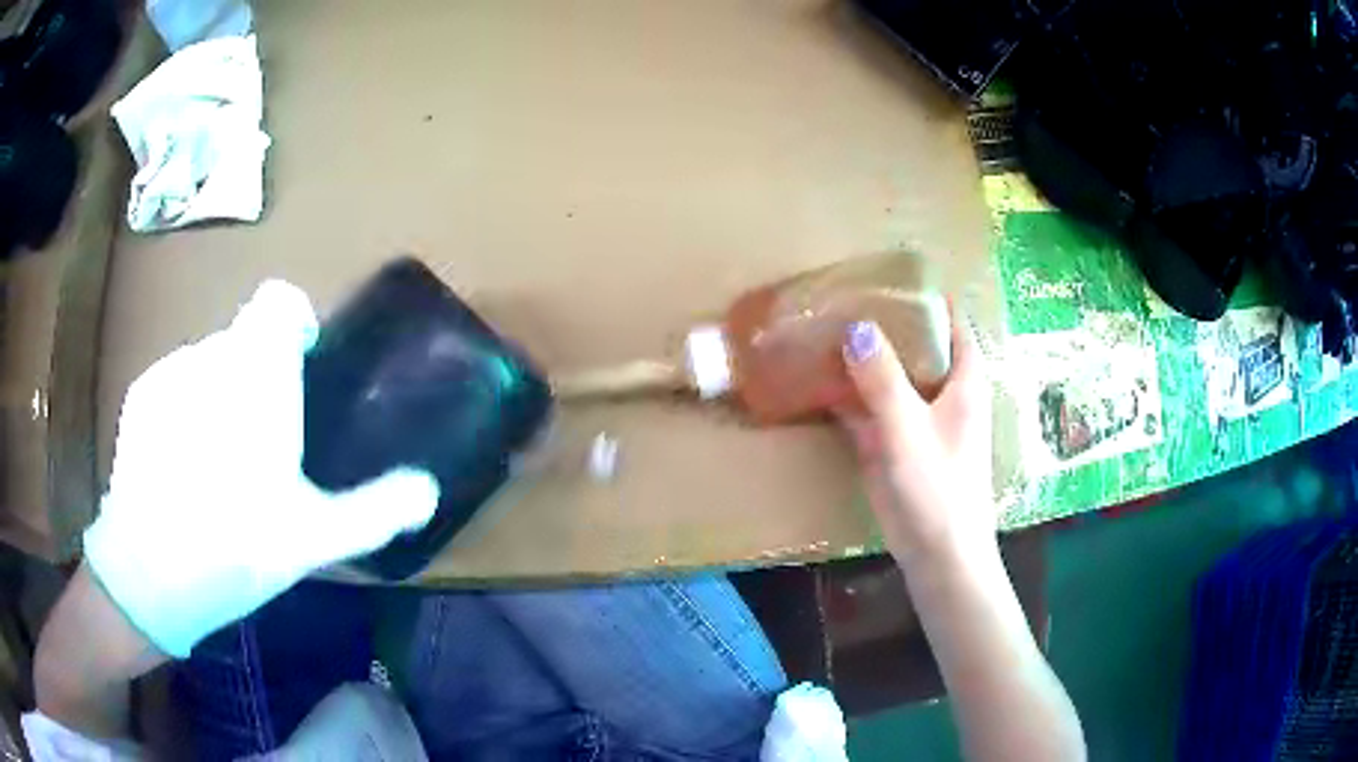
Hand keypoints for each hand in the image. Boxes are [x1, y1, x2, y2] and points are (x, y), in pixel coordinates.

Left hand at [84, 281, 439, 658]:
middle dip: (260, 375)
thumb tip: (429, 489)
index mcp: (257, 375)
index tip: (301, 369)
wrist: (147, 573)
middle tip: (266, 442)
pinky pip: (178, 380)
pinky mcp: (142, 395)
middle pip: (245, 340)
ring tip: (221, 462)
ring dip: (224, 392)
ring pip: (210, 361)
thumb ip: (374, 509)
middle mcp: (212, 356)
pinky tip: (184, 466)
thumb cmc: (234, 548)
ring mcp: (171, 372)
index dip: (293, 324)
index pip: (277, 302)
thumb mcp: (313, 539)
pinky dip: (189, 405)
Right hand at [836, 310, 993, 561]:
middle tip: (842, 298)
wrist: (937, 556)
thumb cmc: (938, 490)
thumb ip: (883, 380)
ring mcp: (915, 418)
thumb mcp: (909, 430)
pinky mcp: (893, 444)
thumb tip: (857, 327)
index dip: (926, 299)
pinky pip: (868, 407)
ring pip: (888, 375)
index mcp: (963, 381)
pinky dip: (846, 393)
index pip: (952, 323)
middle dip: (883, 323)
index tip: (888, 279)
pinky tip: (815, 379)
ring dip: (861, 357)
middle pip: (915, 345)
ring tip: (822, 328)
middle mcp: (942, 392)